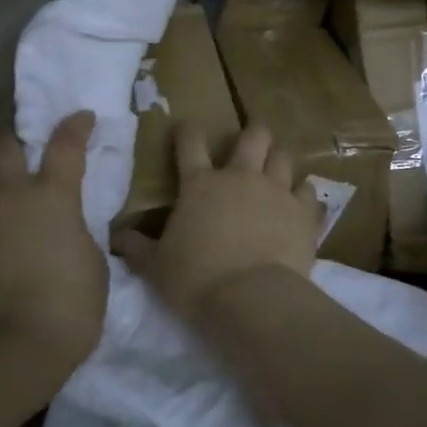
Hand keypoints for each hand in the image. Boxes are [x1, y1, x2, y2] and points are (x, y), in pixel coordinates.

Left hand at [0, 112, 107, 387]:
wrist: (13, 349)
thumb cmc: (71, 306)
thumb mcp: (93, 262)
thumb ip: (77, 232)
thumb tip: (66, 227)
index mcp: (53, 196)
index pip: (65, 144)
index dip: (75, 126)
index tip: (82, 117)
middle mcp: (10, 196)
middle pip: (4, 147)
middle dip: (15, 141)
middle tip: (25, 150)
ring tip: (3, 202)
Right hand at [112, 123, 323, 315]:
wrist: (251, 299)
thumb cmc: (196, 279)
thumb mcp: (156, 267)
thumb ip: (137, 248)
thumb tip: (116, 238)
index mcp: (200, 185)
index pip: (190, 142)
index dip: (187, 130)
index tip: (186, 127)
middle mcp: (241, 178)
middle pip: (253, 136)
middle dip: (253, 132)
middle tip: (252, 138)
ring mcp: (277, 192)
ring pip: (284, 157)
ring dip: (279, 158)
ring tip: (277, 166)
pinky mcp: (304, 213)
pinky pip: (309, 191)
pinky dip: (304, 194)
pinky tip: (301, 202)